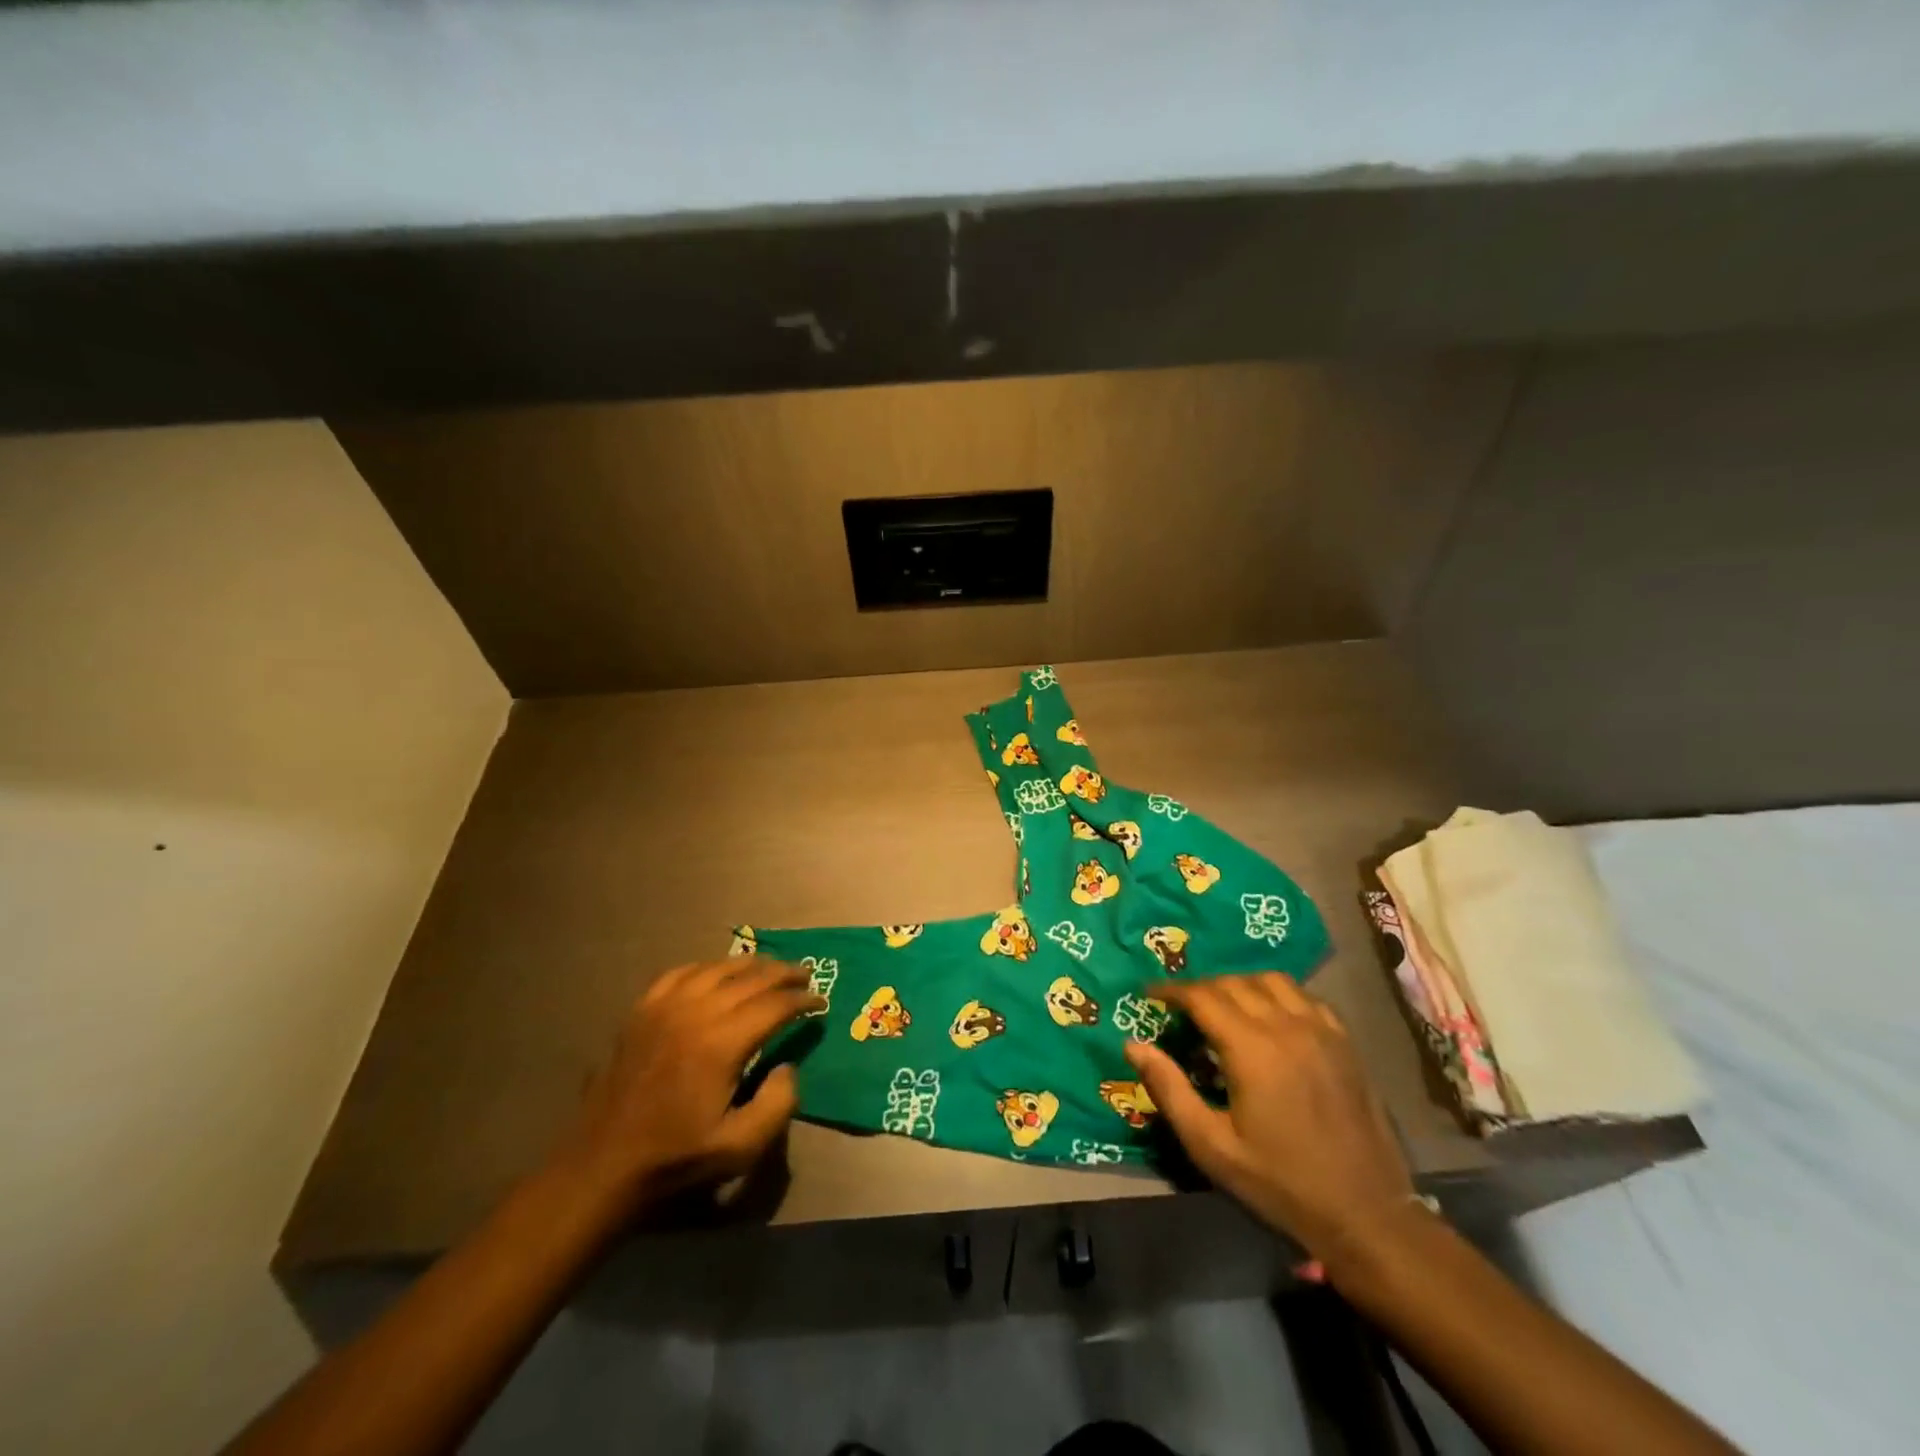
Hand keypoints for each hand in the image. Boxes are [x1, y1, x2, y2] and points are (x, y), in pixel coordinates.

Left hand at [559, 958, 822, 1210]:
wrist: (604, 1165)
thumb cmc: (676, 1158)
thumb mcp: (740, 1147)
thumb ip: (779, 1103)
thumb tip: (788, 1065)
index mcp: (721, 1043)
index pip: (774, 1004)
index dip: (803, 999)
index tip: (820, 1003)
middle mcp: (695, 1012)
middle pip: (750, 977)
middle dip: (784, 973)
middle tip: (805, 976)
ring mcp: (664, 1007)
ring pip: (717, 968)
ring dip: (750, 965)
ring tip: (769, 968)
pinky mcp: (642, 1011)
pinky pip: (681, 973)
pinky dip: (706, 967)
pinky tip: (716, 974)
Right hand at [1126, 973, 1413, 1263]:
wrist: (1366, 1215)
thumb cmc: (1280, 1183)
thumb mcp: (1212, 1146)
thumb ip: (1169, 1089)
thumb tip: (1133, 1045)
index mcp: (1251, 1049)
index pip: (1202, 996)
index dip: (1171, 990)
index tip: (1150, 995)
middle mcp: (1286, 1026)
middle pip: (1233, 983)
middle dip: (1201, 987)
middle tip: (1181, 1007)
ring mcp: (1322, 1031)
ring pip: (1271, 981)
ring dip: (1240, 984)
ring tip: (1223, 1006)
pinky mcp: (1345, 1043)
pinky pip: (1305, 997)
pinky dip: (1279, 995)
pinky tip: (1271, 1017)